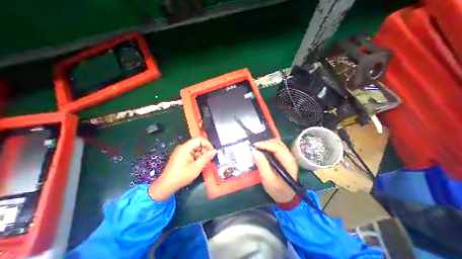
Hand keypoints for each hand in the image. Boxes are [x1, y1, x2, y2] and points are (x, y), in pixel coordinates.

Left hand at [150, 137, 218, 199]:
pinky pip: (191, 153)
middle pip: (197, 144)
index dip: (208, 144)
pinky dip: (197, 157)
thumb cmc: (182, 176)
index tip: (212, 152)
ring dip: (201, 154)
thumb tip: (215, 151)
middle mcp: (183, 147)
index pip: (200, 139)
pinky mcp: (181, 156)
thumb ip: (206, 157)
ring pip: (195, 149)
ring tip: (205, 163)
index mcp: (186, 147)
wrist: (166, 185)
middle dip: (205, 150)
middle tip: (209, 159)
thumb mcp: (197, 167)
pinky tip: (199, 164)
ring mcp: (181, 151)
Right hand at [251, 139, 297, 203]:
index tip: (254, 146)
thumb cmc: (278, 190)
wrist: (287, 197)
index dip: (265, 144)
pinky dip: (268, 147)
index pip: (277, 147)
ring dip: (267, 144)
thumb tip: (254, 152)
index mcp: (288, 162)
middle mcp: (289, 156)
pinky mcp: (284, 158)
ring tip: (258, 148)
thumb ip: (262, 165)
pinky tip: (263, 150)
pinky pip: (276, 148)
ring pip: (277, 144)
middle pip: (278, 143)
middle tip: (255, 147)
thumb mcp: (268, 180)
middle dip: (265, 143)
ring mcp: (287, 156)